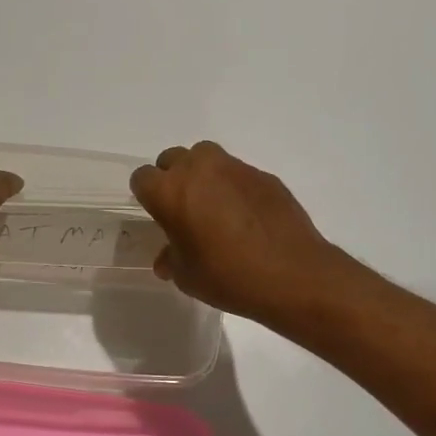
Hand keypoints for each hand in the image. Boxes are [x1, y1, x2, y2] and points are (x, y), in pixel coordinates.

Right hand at [130, 141, 347, 326]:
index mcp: (171, 191)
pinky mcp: (264, 175)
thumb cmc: (228, 276)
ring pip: (206, 158)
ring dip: (203, 176)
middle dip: (172, 179)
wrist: (292, 274)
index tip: (157, 215)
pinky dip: (233, 187)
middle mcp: (199, 169)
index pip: (142, 178)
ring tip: (213, 207)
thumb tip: (167, 258)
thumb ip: (171, 259)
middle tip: (183, 209)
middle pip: (173, 159)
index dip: (146, 196)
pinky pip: (237, 174)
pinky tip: (245, 216)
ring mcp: (235, 168)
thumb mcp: (187, 276)